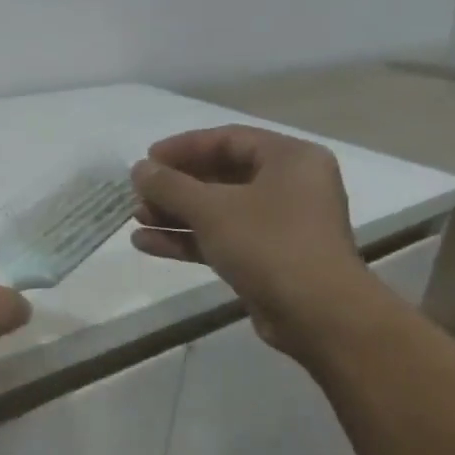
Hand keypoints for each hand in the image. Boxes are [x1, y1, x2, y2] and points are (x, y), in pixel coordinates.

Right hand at [130, 127, 376, 357]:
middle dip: (175, 187)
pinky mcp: (268, 258)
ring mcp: (280, 224)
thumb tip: (139, 169)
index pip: (227, 139)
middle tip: (139, 194)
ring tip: (136, 220)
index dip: (183, 147)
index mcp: (289, 159)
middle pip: (221, 175)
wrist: (318, 315)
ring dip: (175, 214)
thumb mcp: (211, 209)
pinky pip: (222, 238)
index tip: (146, 160)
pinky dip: (188, 239)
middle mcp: (289, 186)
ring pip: (218, 210)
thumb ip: (170, 185)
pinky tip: (147, 244)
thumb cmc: (269, 245)